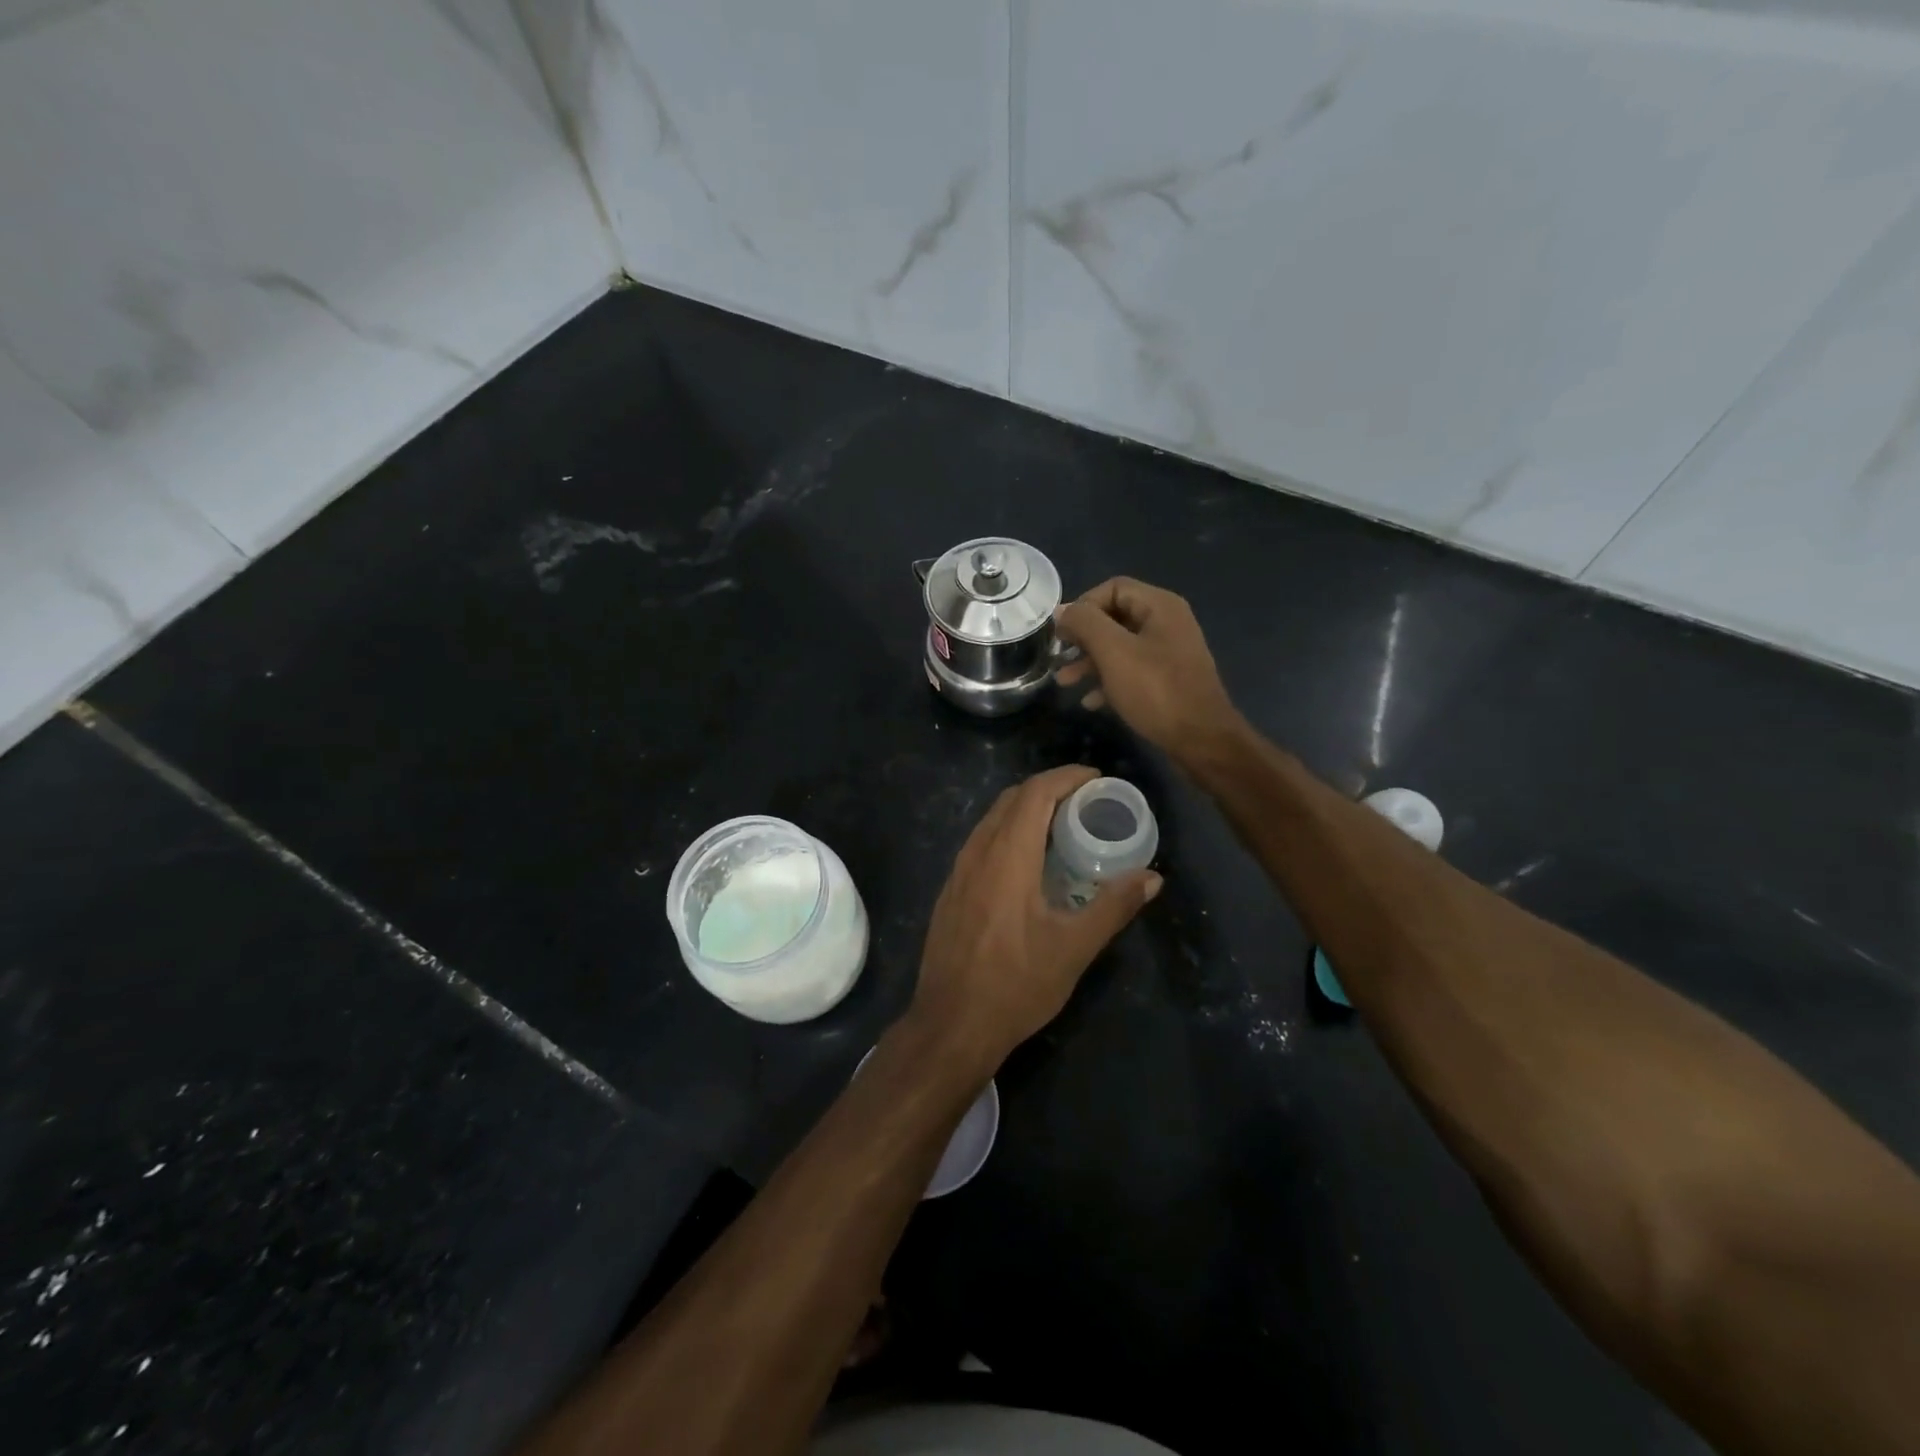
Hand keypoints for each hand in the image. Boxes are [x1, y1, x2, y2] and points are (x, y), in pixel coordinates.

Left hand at [907, 765, 1161, 1072]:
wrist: (951, 1025)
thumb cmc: (1016, 985)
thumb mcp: (1073, 949)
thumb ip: (1113, 907)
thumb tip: (1152, 877)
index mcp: (1007, 857)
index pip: (1035, 793)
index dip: (1067, 778)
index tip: (1097, 779)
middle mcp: (977, 853)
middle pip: (1012, 799)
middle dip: (1049, 789)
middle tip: (1086, 802)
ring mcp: (958, 872)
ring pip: (992, 820)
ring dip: (1026, 810)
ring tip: (1061, 826)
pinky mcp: (950, 891)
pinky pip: (981, 842)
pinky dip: (1008, 832)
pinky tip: (1027, 861)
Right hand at [1056, 578, 1239, 766]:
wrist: (1201, 740)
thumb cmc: (1156, 691)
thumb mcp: (1113, 652)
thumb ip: (1085, 624)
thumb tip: (1063, 611)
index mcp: (1160, 606)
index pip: (1112, 588)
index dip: (1083, 606)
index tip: (1061, 633)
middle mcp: (1167, 623)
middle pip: (1115, 618)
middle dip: (1083, 637)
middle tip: (1059, 656)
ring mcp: (1169, 653)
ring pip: (1120, 647)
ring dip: (1089, 662)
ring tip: (1065, 682)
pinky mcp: (1168, 681)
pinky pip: (1131, 671)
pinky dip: (1108, 681)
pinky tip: (1091, 702)